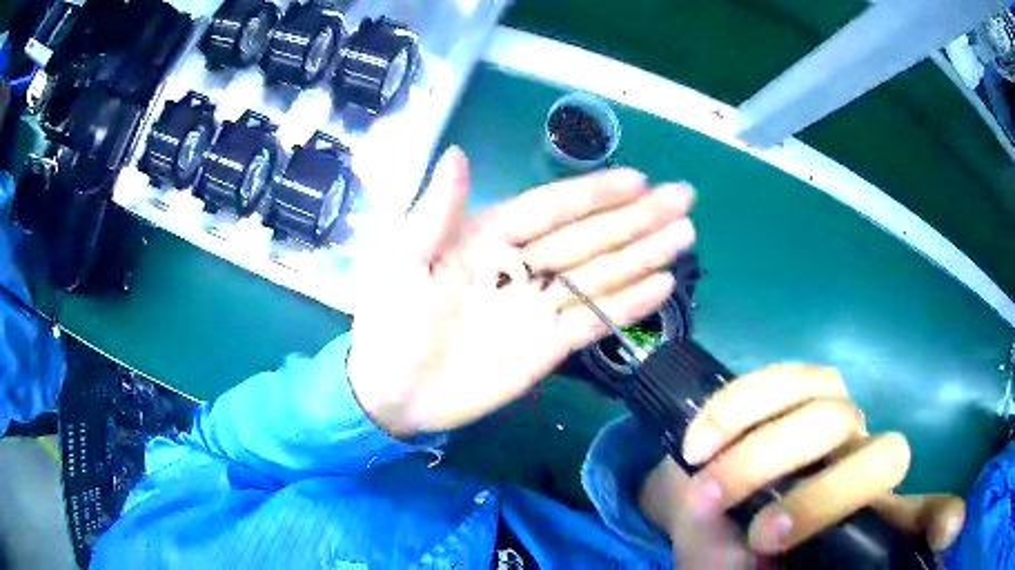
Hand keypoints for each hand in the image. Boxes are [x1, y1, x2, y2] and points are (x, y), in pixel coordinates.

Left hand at [347, 147, 694, 436]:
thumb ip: (435, 212)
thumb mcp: (402, 262)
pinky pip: (595, 321)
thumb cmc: (389, 323)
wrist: (391, 392)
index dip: (594, 193)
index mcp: (489, 238)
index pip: (552, 208)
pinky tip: (662, 286)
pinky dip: (629, 305)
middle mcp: (523, 266)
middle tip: (684, 198)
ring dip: (644, 254)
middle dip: (638, 217)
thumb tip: (457, 153)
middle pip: (590, 236)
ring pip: (602, 275)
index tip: (638, 179)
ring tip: (684, 234)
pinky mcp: (549, 348)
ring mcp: (540, 307)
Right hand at [638, 364, 964, 566]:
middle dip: (822, 499)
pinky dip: (736, 409)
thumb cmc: (726, 547)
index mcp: (859, 519)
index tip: (949, 533)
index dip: (939, 519)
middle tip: (759, 534)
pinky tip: (700, 439)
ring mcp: (835, 414)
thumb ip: (744, 569)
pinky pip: (780, 378)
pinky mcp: (799, 384)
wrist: (701, 496)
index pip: (917, 515)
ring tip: (708, 484)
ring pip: (831, 410)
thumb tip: (751, 555)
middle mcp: (861, 459)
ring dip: (764, 453)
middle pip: (882, 456)